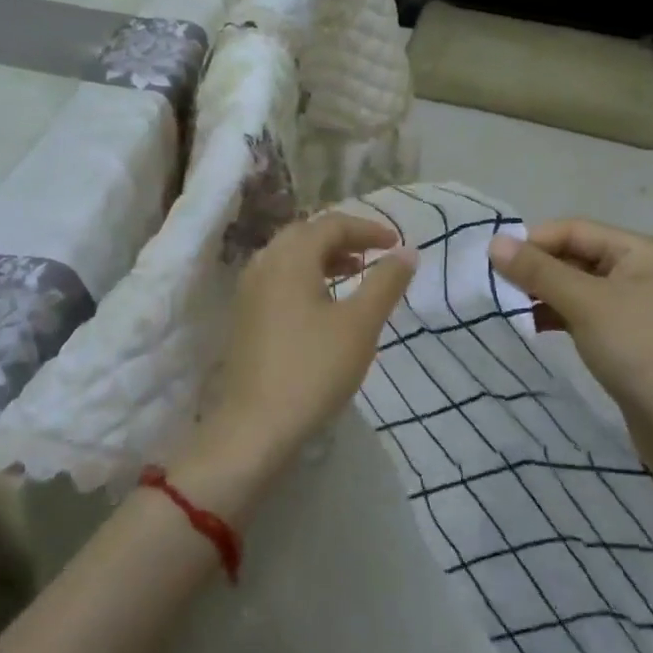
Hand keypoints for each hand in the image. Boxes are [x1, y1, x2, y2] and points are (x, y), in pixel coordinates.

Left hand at [201, 212, 417, 477]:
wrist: (254, 427)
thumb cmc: (313, 369)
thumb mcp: (360, 324)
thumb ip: (385, 282)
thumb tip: (408, 252)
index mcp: (290, 256)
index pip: (332, 224)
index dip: (367, 228)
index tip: (396, 244)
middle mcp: (265, 262)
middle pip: (307, 233)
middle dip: (344, 238)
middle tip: (375, 253)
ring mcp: (249, 289)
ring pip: (291, 255)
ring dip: (325, 256)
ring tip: (355, 273)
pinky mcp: (245, 314)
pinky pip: (280, 277)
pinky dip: (307, 275)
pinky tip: (325, 302)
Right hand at [487, 219, 652, 423]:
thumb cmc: (636, 349)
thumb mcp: (584, 303)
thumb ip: (538, 271)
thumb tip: (494, 242)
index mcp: (639, 250)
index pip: (575, 230)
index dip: (535, 241)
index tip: (497, 261)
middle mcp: (637, 268)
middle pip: (574, 254)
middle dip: (537, 268)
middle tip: (500, 284)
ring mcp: (631, 302)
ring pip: (574, 284)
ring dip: (542, 292)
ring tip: (511, 305)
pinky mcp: (622, 332)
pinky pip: (580, 309)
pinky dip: (555, 313)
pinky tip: (532, 325)